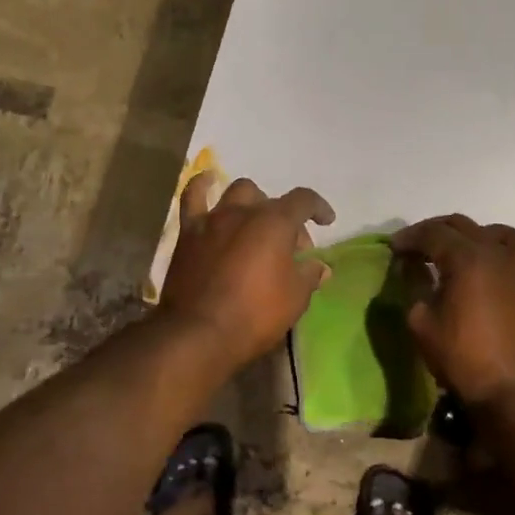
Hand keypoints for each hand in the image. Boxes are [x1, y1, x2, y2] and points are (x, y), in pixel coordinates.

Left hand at [158, 174, 335, 370]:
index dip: (318, 207)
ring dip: (252, 203)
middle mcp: (244, 211)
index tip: (326, 221)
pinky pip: (193, 197)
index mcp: (275, 222)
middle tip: (289, 249)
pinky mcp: (188, 232)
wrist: (198, 332)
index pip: (304, 200)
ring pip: (237, 193)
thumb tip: (320, 267)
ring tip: (256, 222)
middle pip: (271, 201)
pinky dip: (202, 186)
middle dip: (285, 219)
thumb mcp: (295, 299)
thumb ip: (309, 276)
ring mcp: (213, 219)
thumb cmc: (255, 315)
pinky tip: (208, 182)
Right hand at [391, 215, 514, 405]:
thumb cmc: (463, 357)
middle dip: (434, 231)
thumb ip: (414, 289)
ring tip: (454, 249)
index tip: (393, 248)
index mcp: (466, 258)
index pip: (432, 233)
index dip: (409, 238)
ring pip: (494, 231)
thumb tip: (412, 271)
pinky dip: (496, 246)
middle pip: (461, 226)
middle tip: (415, 247)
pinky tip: (484, 265)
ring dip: (469, 234)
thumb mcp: (422, 324)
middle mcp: (495, 253)